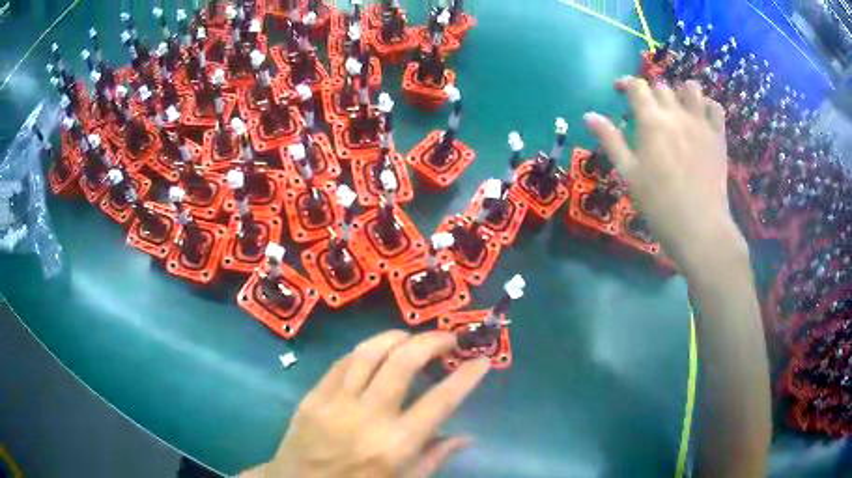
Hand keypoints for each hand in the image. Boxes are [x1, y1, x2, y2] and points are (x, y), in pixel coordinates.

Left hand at [245, 330, 489, 477]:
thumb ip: (435, 458)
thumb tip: (466, 437)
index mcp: (395, 445)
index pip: (440, 401)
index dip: (466, 377)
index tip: (481, 360)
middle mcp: (367, 417)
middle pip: (403, 361)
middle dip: (431, 342)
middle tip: (448, 340)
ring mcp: (335, 402)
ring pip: (369, 351)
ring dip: (397, 337)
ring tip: (414, 338)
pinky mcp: (312, 395)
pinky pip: (343, 362)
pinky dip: (365, 351)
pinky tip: (377, 353)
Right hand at [584, 77, 745, 272]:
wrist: (700, 228)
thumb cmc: (659, 205)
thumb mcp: (629, 174)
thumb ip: (610, 140)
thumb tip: (589, 115)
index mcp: (652, 121)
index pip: (637, 86)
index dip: (626, 84)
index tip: (620, 91)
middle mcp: (676, 113)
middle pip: (662, 86)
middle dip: (651, 92)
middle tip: (647, 110)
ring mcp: (701, 123)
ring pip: (691, 88)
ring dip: (681, 92)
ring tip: (677, 107)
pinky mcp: (718, 136)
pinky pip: (715, 107)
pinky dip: (707, 106)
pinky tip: (701, 117)